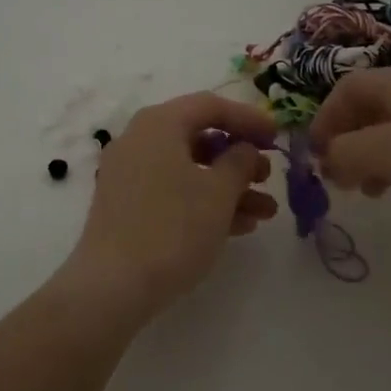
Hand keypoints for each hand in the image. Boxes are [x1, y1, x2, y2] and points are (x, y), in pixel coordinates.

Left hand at [58, 93, 279, 320]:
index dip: (248, 118)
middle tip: (268, 178)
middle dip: (239, 158)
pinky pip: (172, 191)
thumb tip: (244, 150)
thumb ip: (240, 162)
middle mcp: (139, 140)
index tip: (277, 136)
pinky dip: (204, 202)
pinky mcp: (126, 205)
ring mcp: (129, 174)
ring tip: (265, 213)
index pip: (210, 105)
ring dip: (228, 187)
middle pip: (198, 136)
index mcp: (158, 124)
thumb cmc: (172, 228)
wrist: (112, 285)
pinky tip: (238, 227)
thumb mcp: (218, 192)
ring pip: (188, 168)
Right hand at [312, 68, 390, 226]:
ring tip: (379, 196)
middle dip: (349, 148)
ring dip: (378, 164)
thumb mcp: (386, 154)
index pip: (341, 92)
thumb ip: (343, 154)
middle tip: (345, 183)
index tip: (316, 161)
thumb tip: (326, 159)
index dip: (322, 123)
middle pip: (367, 113)